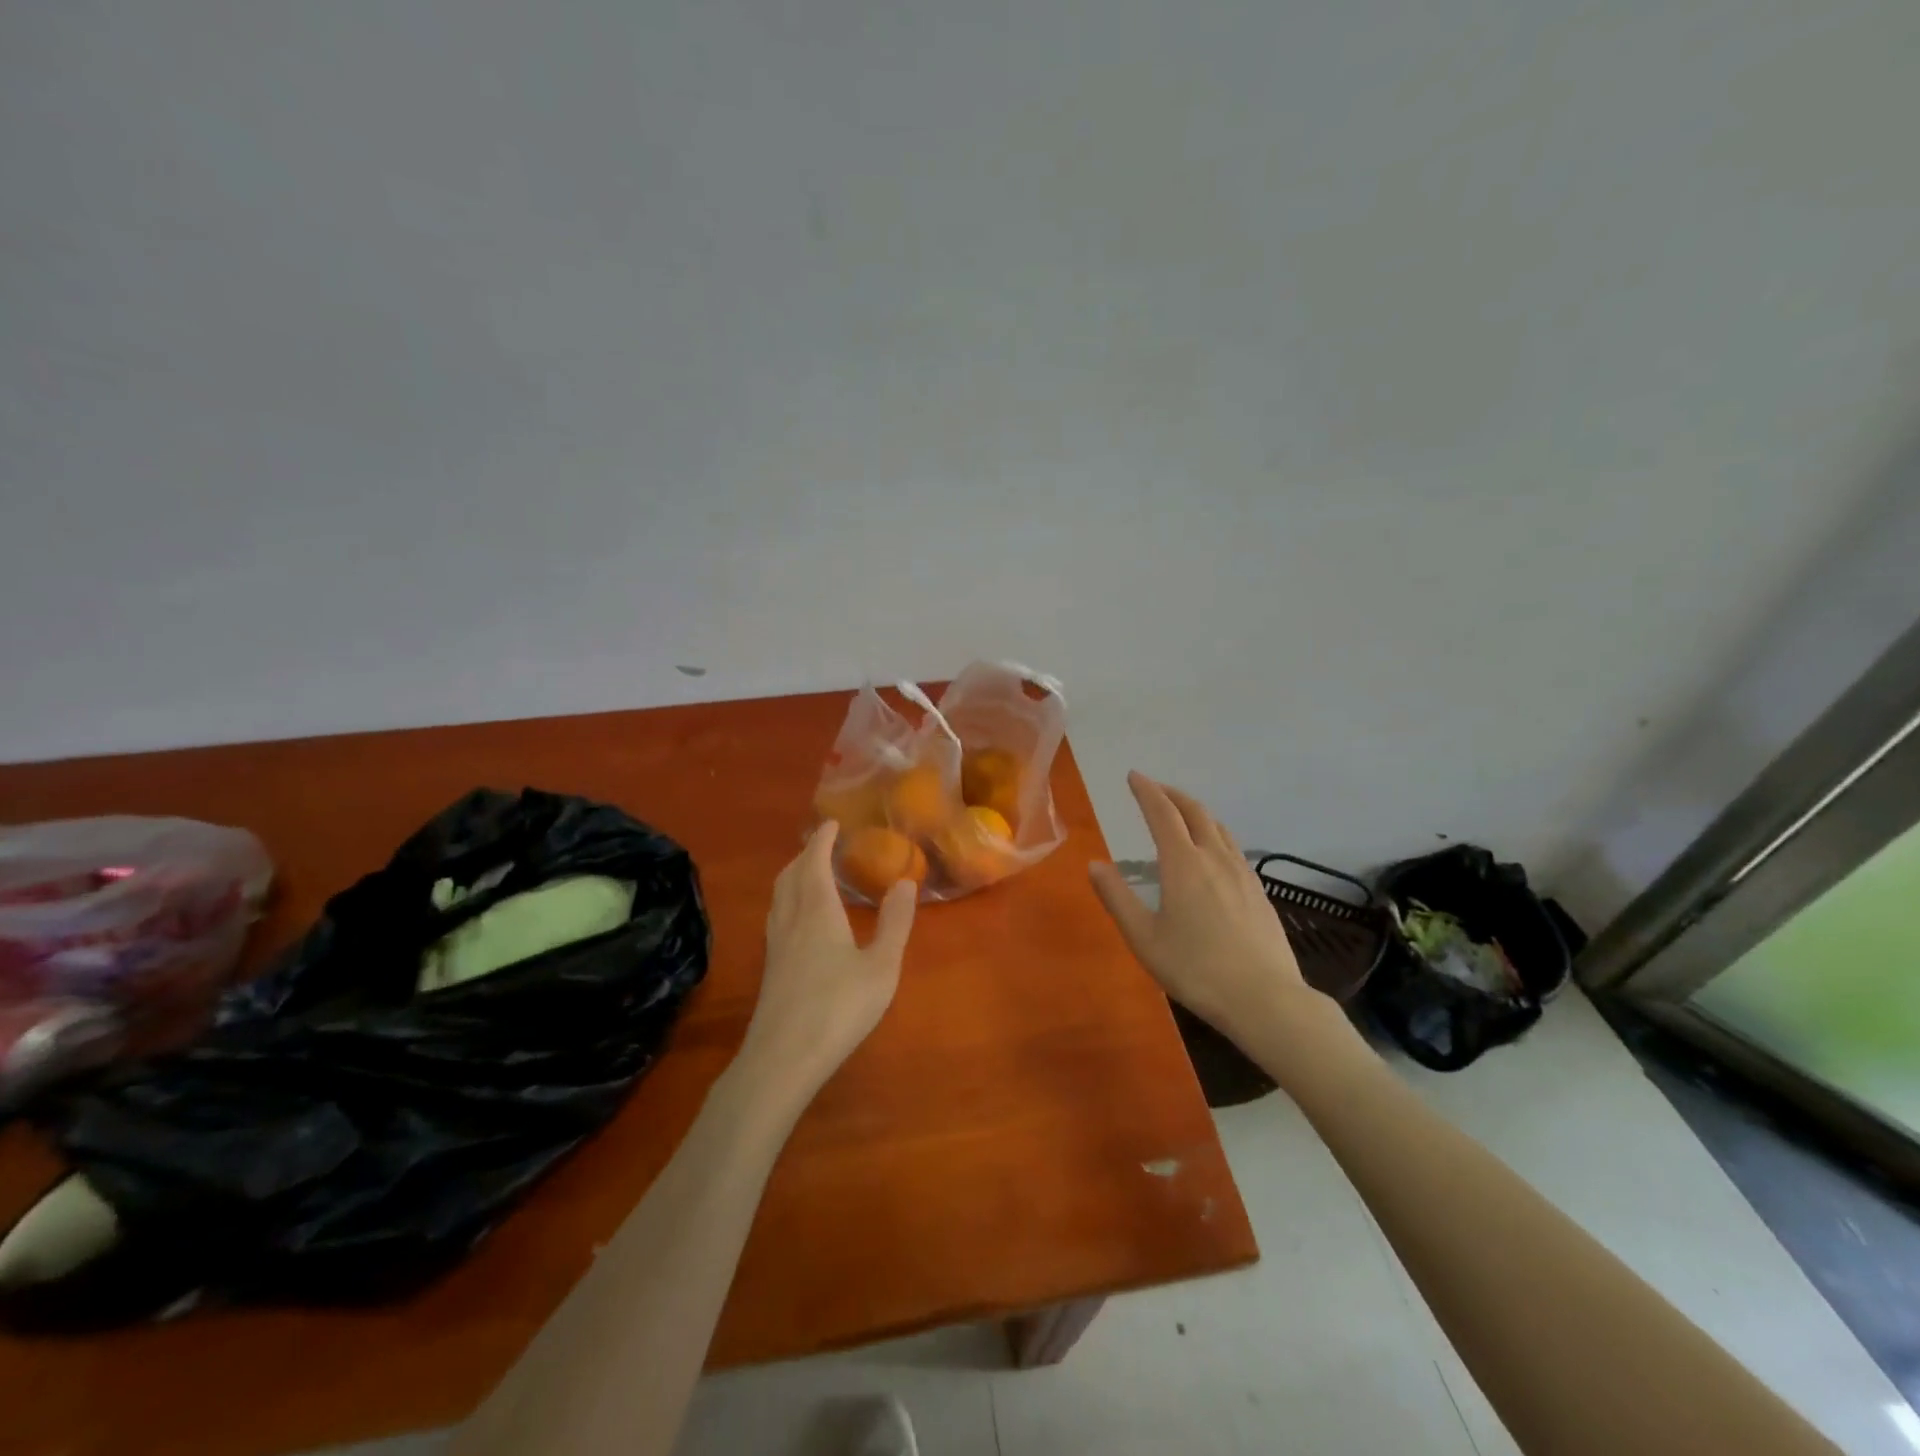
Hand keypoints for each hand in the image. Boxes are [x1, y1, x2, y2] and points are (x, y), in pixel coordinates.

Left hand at [738, 822, 917, 1104]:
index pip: (813, 862)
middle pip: (790, 875)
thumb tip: (904, 882)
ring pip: (779, 897)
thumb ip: (894, 923)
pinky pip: (777, 916)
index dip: (821, 840)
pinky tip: (801, 921)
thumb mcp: (881, 967)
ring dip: (793, 876)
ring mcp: (775, 945)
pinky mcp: (770, 968)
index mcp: (817, 911)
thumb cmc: (838, 1007)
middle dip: (804, 855)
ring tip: (810, 875)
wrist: (782, 1058)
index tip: (831, 824)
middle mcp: (791, 920)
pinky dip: (789, 900)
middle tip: (822, 846)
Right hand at [1090, 772, 1327, 1043]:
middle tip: (1154, 789)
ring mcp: (1242, 873)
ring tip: (1181, 815)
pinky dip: (1214, 834)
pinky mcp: (1259, 891)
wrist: (1265, 999)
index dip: (1146, 791)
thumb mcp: (1143, 937)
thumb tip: (1094, 864)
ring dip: (1196, 812)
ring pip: (1218, 827)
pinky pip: (1233, 847)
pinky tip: (1212, 853)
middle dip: (1172, 794)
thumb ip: (1117, 897)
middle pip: (1195, 812)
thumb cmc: (1195, 969)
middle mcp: (1215, 858)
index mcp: (1183, 863)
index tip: (1134, 776)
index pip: (1162, 813)